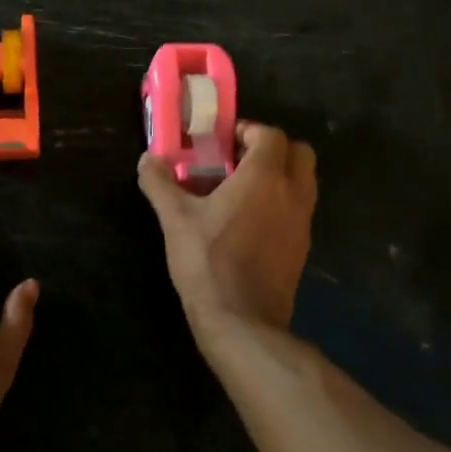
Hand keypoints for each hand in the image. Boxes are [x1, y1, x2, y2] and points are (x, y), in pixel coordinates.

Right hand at [137, 121, 315, 330]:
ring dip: (279, 175)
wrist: (242, 320)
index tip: (223, 142)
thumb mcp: (175, 220)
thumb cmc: (208, 262)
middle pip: (299, 153)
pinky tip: (249, 222)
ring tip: (241, 190)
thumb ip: (159, 183)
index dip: (248, 131)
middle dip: (272, 149)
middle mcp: (292, 193)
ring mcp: (302, 221)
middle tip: (238, 161)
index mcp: (264, 177)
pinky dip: (281, 203)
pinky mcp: (302, 246)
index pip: (270, 135)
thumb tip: (147, 159)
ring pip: (303, 181)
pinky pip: (298, 209)